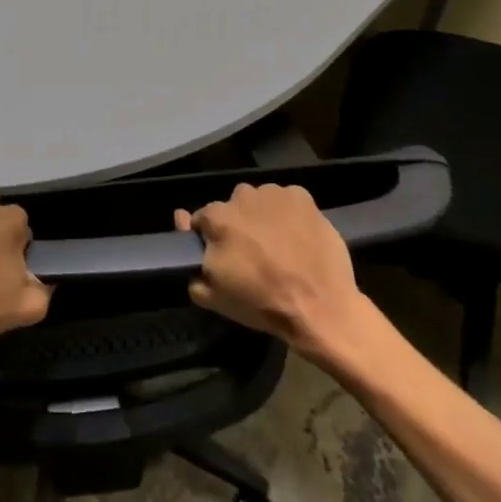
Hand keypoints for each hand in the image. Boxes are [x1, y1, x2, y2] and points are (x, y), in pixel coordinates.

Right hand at [175, 183, 381, 374]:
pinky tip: (297, 236)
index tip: (225, 256)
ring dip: (262, 216)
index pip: (203, 219)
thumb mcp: (213, 295)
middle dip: (238, 224)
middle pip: (233, 207)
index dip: (211, 238)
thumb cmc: (262, 303)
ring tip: (278, 245)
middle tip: (254, 252)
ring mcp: (274, 194)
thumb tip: (180, 220)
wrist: (321, 307)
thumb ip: (188, 260)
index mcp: (217, 218)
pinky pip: (286, 200)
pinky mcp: (302, 197)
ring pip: (259, 201)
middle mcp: (242, 196)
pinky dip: (288, 213)